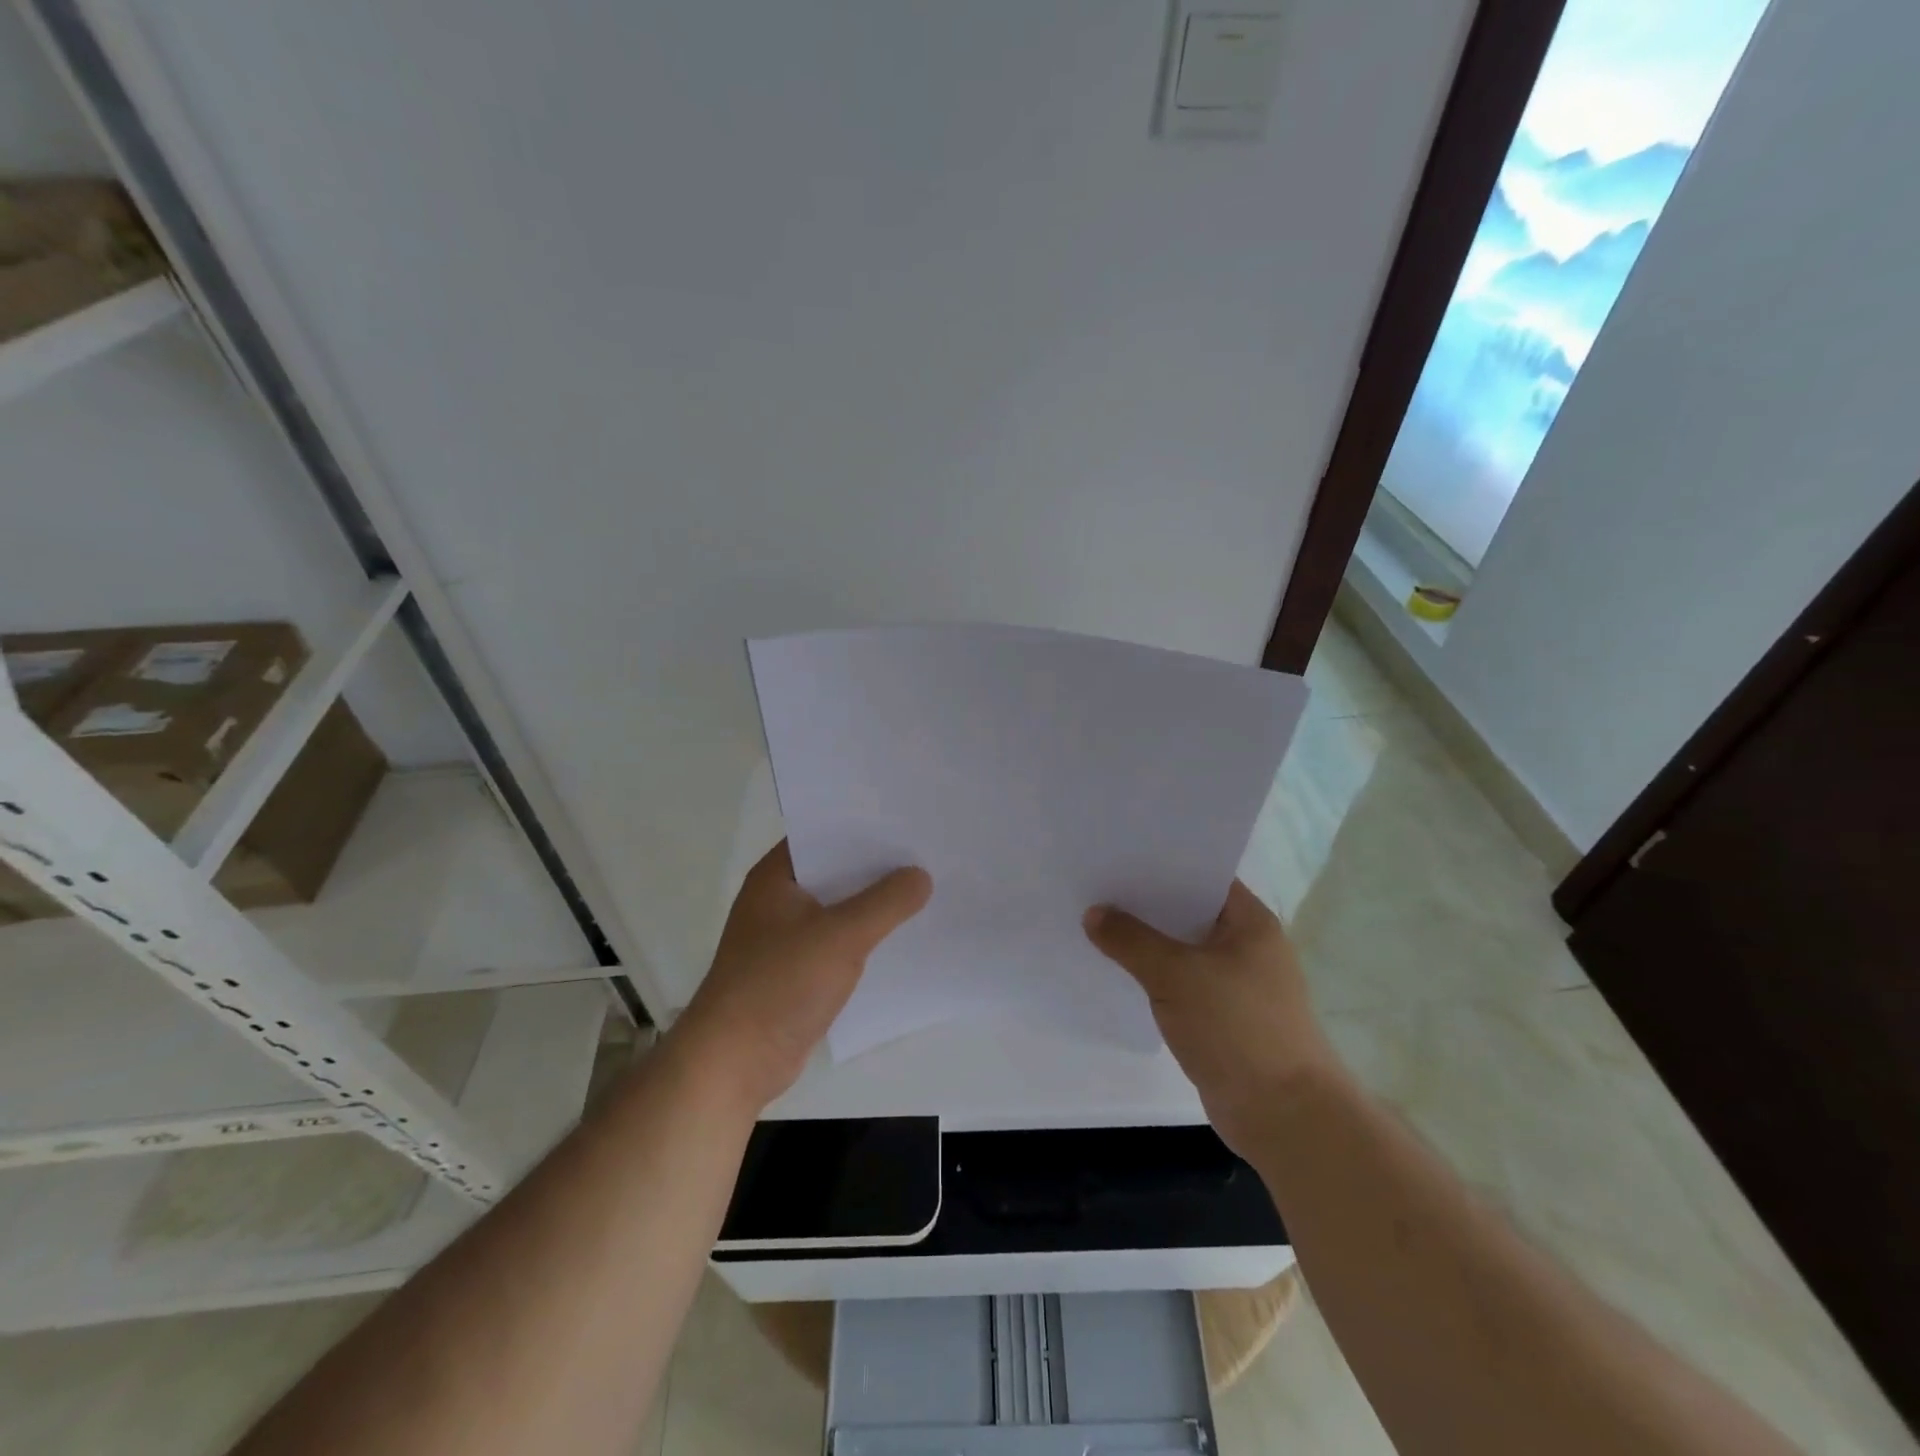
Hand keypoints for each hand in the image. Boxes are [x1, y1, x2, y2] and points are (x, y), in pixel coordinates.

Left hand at [672, 841, 931, 1110]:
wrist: (735, 1062)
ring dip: (873, 902)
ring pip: (839, 907)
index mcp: (776, 877)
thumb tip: (921, 875)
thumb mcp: (841, 936)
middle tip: (927, 850)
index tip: (907, 817)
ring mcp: (785, 936)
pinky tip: (901, 934)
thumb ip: (885, 902)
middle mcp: (778, 899)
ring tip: (925, 887)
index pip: (823, 833)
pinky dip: (865, 935)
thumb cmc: (780, 984)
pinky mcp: (796, 970)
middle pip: (835, 870)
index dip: (863, 824)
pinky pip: (838, 940)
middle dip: (876, 864)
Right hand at [1084, 880, 1340, 1154]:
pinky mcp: (1224, 1018)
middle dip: (1145, 905)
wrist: (1284, 1115)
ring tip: (1097, 925)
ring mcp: (1237, 984)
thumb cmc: (1237, 1028)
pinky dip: (1155, 978)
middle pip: (1189, 912)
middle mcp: (1247, 946)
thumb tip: (1093, 913)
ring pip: (1183, 951)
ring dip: (1148, 944)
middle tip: (1096, 888)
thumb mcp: (1176, 975)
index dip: (1161, 864)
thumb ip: (1131, 940)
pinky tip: (1120, 973)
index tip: (1118, 856)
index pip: (1202, 876)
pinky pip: (1182, 984)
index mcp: (1250, 922)